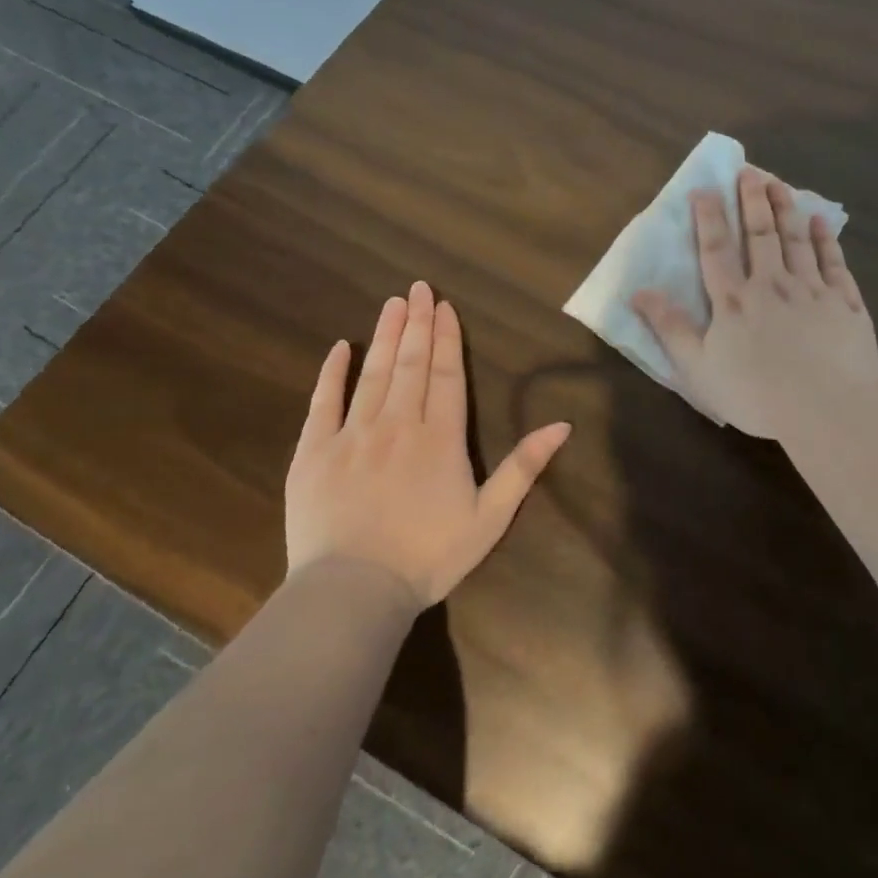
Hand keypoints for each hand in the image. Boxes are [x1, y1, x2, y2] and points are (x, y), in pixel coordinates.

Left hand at [285, 282, 571, 607]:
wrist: (355, 590)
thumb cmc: (429, 556)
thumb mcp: (491, 517)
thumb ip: (524, 467)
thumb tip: (563, 425)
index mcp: (441, 438)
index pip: (446, 376)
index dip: (447, 339)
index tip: (444, 306)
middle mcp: (398, 424)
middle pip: (411, 365)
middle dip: (417, 324)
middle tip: (418, 288)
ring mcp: (353, 435)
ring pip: (373, 374)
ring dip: (385, 336)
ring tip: (392, 303)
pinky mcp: (314, 452)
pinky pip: (323, 402)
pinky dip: (332, 373)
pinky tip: (340, 347)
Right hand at [633, 167, 877, 438]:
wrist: (825, 409)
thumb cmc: (754, 394)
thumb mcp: (697, 368)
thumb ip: (670, 328)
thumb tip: (639, 291)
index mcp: (734, 301)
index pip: (716, 250)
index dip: (708, 218)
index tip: (705, 188)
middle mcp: (772, 285)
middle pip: (760, 234)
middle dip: (752, 200)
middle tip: (750, 170)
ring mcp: (813, 291)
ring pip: (797, 240)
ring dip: (786, 209)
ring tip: (779, 183)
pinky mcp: (845, 305)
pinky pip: (834, 264)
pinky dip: (826, 240)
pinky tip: (821, 222)